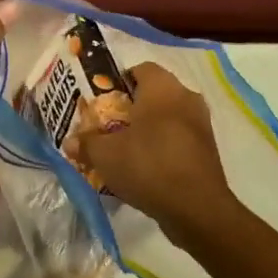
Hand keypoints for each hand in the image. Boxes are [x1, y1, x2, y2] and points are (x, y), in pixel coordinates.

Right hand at [71, 62, 241, 250]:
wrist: (197, 208)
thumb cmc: (148, 165)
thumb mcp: (106, 155)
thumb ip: (86, 143)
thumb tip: (69, 142)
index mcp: (162, 87)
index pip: (139, 69)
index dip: (119, 82)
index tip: (102, 103)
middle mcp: (185, 96)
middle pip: (154, 94)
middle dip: (132, 108)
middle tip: (110, 127)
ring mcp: (201, 123)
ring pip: (168, 117)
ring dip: (149, 129)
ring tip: (126, 150)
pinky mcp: (208, 149)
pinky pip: (179, 138)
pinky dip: (163, 147)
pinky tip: (146, 168)